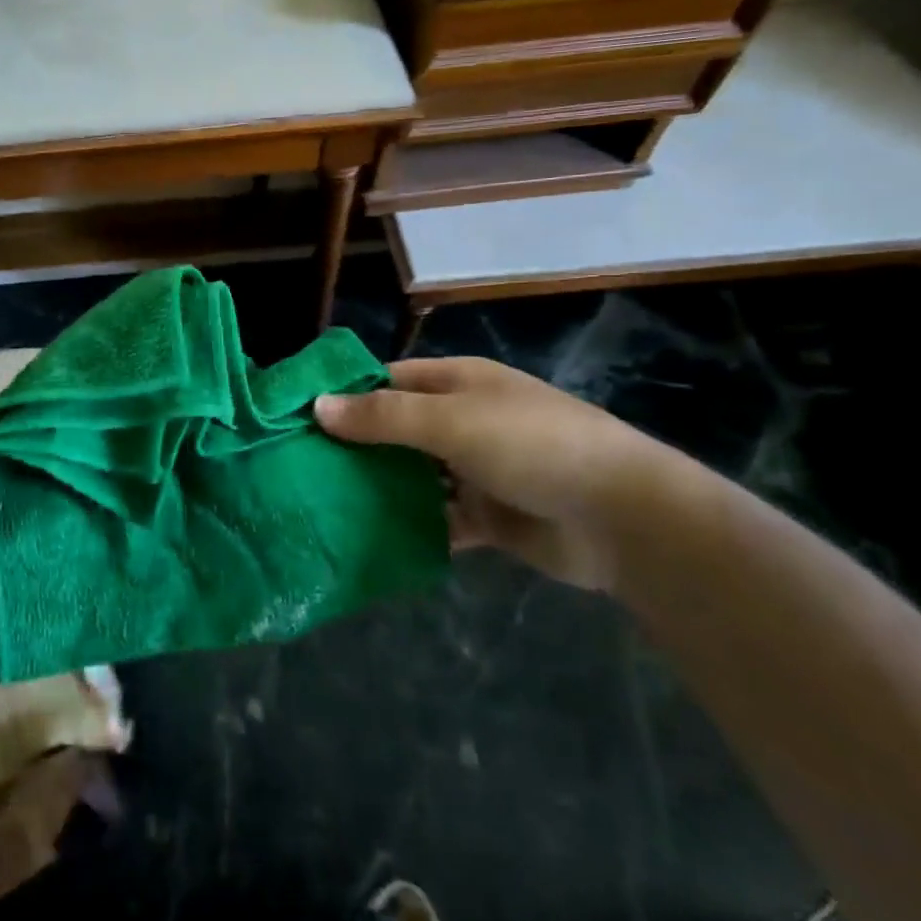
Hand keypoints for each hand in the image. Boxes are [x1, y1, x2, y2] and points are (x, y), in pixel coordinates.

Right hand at [315, 357, 710, 591]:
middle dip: (355, 446)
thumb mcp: (451, 420)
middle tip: (300, 468)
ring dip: (380, 488)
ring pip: (414, 476)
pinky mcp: (488, 518)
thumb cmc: (531, 445)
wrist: (621, 518)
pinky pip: (438, 519)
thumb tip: (317, 407)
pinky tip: (370, 540)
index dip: (346, 394)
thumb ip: (383, 416)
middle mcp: (464, 421)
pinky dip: (411, 526)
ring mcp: (476, 470)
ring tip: (322, 505)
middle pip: (397, 429)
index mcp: (458, 383)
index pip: (388, 380)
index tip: (298, 417)